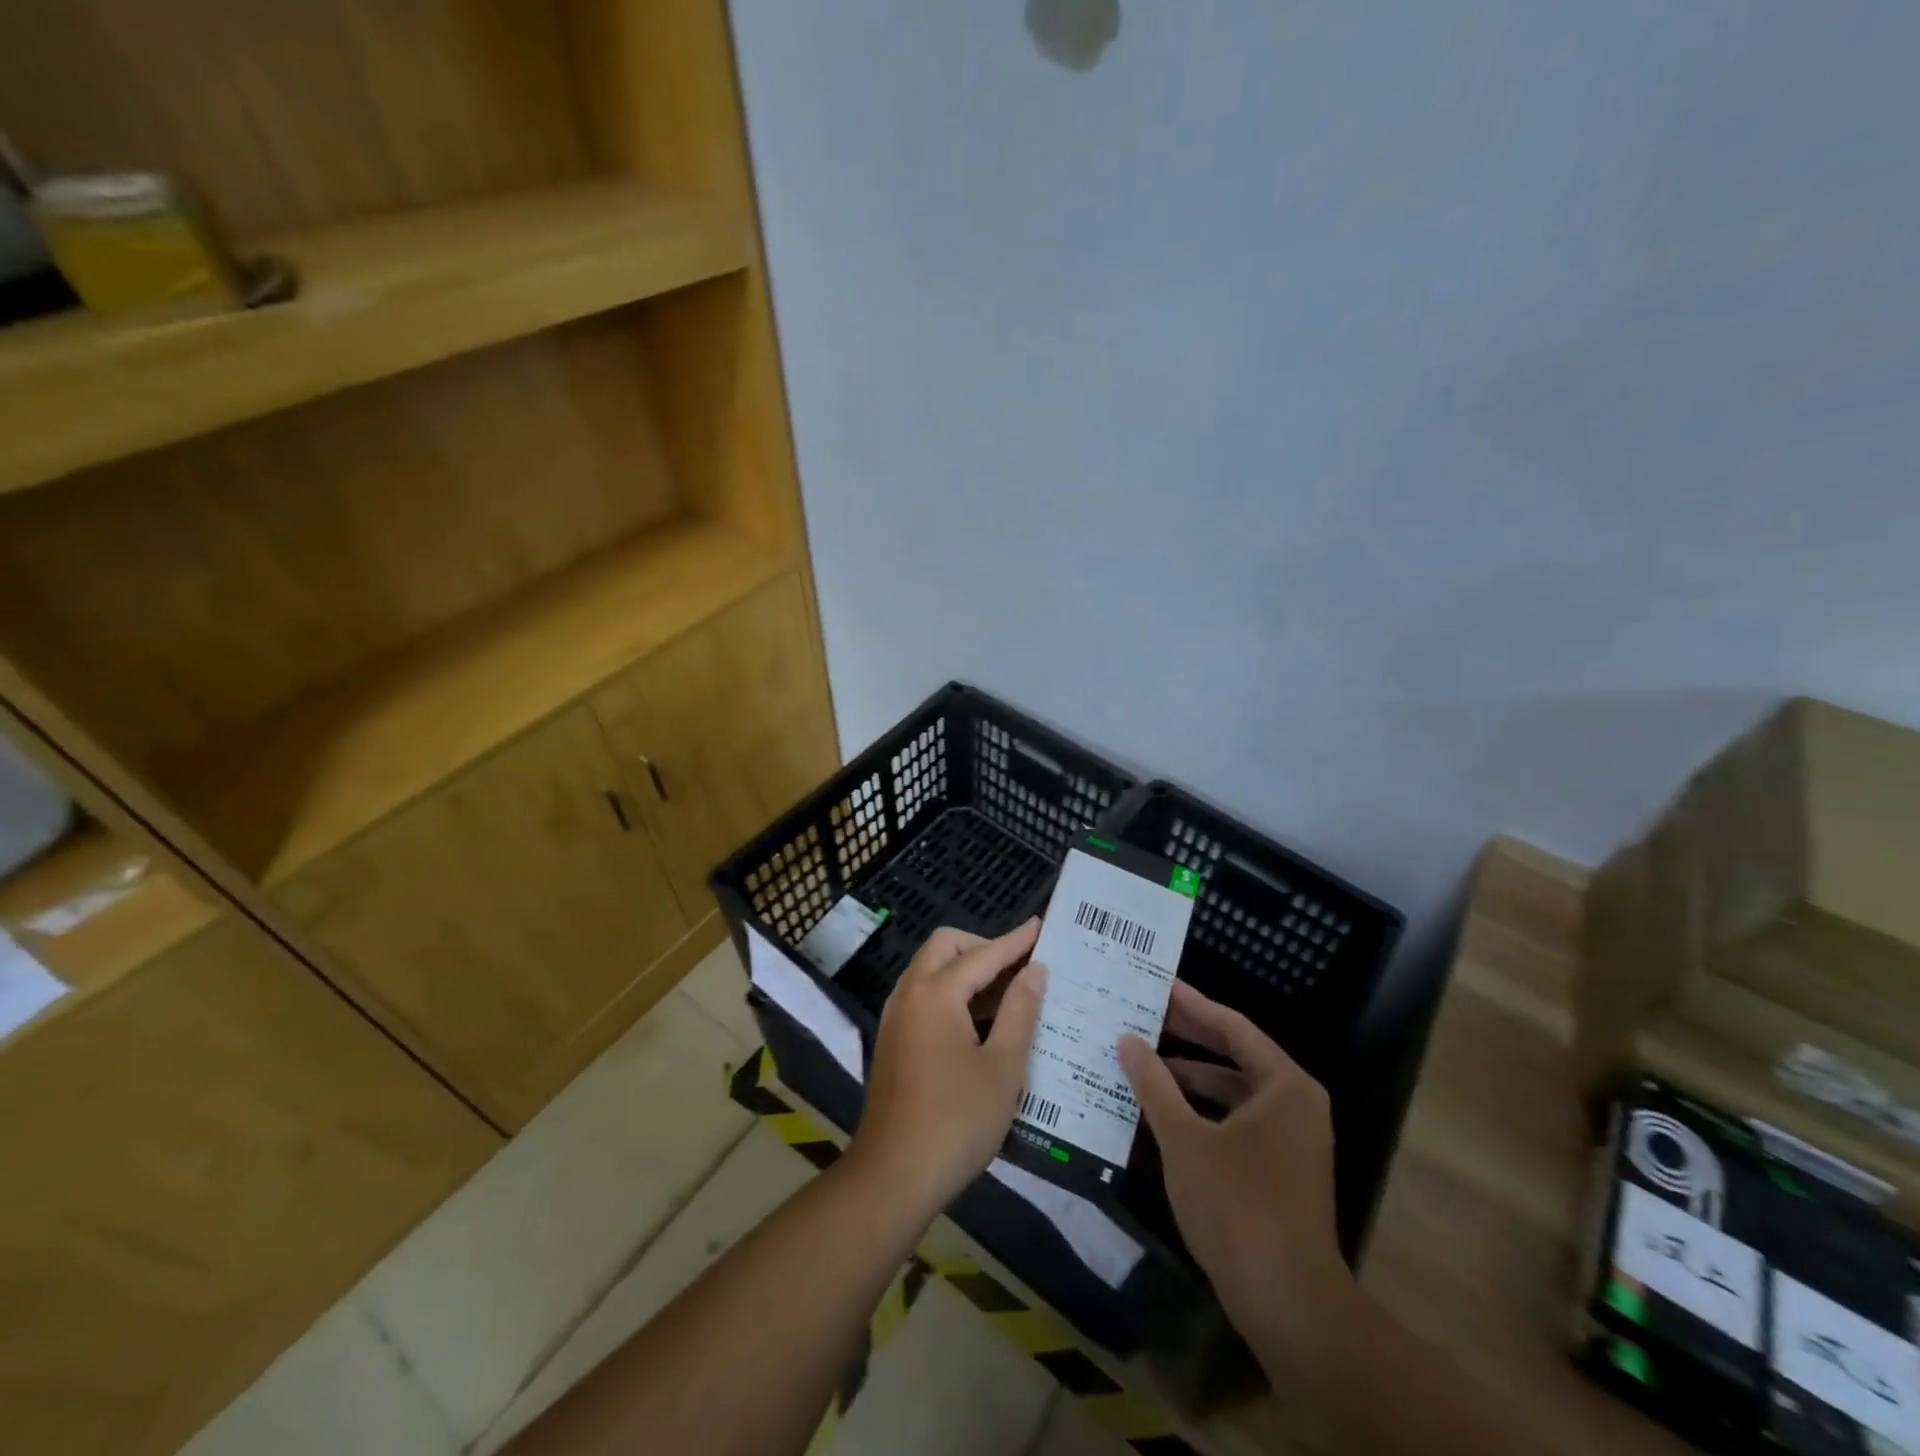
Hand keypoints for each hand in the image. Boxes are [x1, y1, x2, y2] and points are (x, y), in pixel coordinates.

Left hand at [852, 921, 1046, 1220]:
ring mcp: (896, 1017)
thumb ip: (1020, 1011)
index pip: (983, 954)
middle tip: (1019, 968)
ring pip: (931, 970)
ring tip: (1009, 993)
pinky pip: (924, 996)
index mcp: (935, 993)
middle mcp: (909, 993)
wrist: (893, 1176)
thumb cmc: (956, 1120)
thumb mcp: (1002, 1067)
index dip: (1015, 942)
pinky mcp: (893, 1040)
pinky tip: (981, 1022)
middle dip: (983, 947)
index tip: (1042, 927)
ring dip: (966, 971)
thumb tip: (1035, 971)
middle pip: (946, 947)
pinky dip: (951, 994)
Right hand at [1117, 982, 1354, 1380]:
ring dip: (1190, 1076)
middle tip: (1143, 1014)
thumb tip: (1127, 1039)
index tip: (1158, 984)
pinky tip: (1162, 1110)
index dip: (1192, 1004)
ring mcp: (1290, 1139)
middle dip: (1188, 1036)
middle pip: (1234, 1055)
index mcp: (1284, 1085)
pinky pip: (1235, 1119)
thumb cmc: (1238, 1207)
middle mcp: (1294, 1104)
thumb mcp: (1185, 1139)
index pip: (1232, 1027)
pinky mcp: (1279, 1168)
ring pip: (1233, 1091)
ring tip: (1142, 1060)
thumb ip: (1154, 1084)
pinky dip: (1201, 1109)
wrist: (1289, 1304)